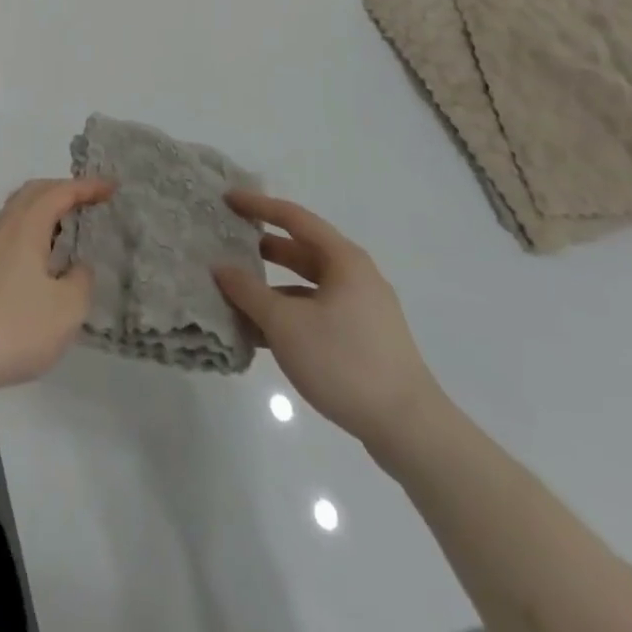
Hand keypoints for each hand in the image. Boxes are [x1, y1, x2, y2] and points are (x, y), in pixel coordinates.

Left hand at [0, 178, 113, 393]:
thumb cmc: (14, 325)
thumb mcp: (66, 309)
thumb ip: (80, 281)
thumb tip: (78, 267)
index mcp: (26, 224)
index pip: (60, 192)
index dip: (87, 187)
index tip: (112, 187)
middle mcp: (1, 225)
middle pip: (33, 193)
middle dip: (63, 191)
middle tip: (89, 201)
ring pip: (16, 213)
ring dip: (43, 213)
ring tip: (66, 229)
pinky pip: (7, 235)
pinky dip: (29, 234)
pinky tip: (37, 262)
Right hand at [214, 191, 444, 452]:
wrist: (410, 431)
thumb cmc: (344, 362)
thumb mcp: (285, 324)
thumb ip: (249, 292)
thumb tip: (221, 268)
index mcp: (344, 260)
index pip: (293, 218)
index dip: (258, 205)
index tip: (227, 199)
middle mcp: (356, 276)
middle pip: (302, 250)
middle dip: (263, 247)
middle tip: (228, 243)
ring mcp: (362, 310)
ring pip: (308, 286)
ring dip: (272, 287)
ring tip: (236, 293)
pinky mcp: (363, 340)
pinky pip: (317, 312)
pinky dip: (289, 314)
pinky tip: (261, 334)